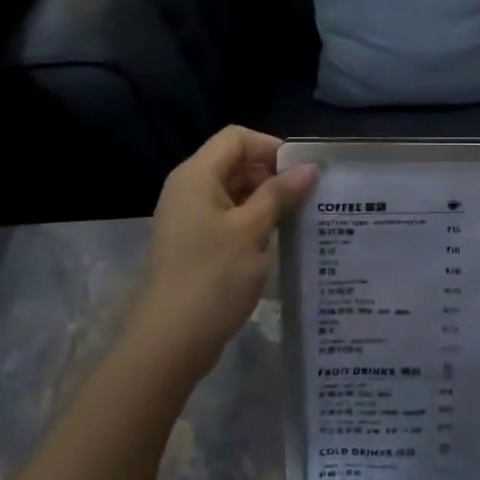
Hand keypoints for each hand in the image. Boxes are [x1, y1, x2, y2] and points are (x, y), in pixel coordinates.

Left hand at [136, 127, 317, 376]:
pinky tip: (280, 240)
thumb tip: (310, 168)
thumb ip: (280, 194)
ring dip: (267, 200)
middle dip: (272, 174)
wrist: (169, 342)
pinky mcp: (195, 245)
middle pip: (235, 162)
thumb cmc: (213, 277)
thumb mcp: (253, 230)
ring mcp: (190, 219)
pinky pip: (229, 218)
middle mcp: (189, 189)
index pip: (237, 138)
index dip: (271, 147)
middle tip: (309, 195)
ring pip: (235, 192)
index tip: (302, 172)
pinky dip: (254, 221)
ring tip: (301, 217)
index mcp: (196, 176)